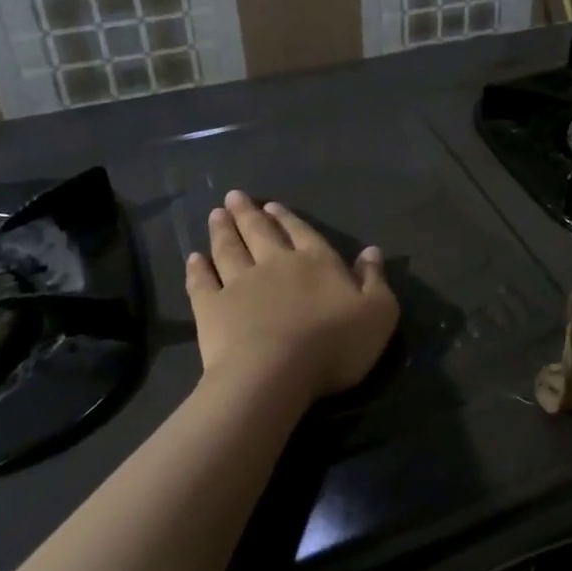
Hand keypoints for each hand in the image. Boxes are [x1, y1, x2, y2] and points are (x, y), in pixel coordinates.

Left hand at [184, 191, 398, 405]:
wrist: (275, 373)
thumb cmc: (335, 344)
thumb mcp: (378, 312)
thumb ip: (375, 280)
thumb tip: (372, 251)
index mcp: (317, 262)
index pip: (302, 233)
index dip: (287, 218)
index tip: (272, 206)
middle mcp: (276, 263)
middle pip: (260, 232)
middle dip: (248, 213)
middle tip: (234, 196)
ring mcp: (240, 284)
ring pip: (229, 249)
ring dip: (222, 231)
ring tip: (215, 215)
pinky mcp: (212, 308)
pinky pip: (202, 282)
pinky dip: (197, 269)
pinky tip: (193, 259)